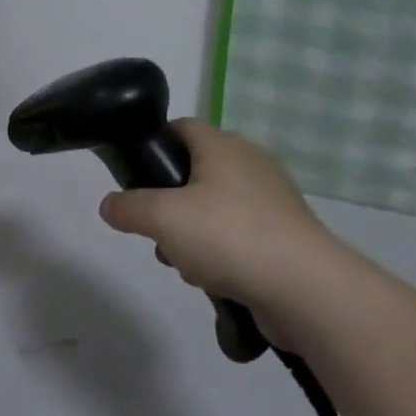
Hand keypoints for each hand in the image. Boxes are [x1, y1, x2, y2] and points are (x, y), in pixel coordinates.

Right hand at [99, 121, 355, 308]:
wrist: (305, 289)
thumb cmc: (228, 236)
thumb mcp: (162, 218)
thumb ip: (128, 207)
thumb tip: (110, 205)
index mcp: (223, 146)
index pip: (182, 126)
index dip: (155, 143)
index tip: (135, 174)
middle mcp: (250, 164)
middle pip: (195, 172)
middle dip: (169, 203)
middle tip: (155, 229)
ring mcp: (272, 200)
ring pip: (214, 208)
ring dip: (191, 234)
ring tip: (183, 263)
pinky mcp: (284, 236)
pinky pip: (238, 235)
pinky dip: (220, 252)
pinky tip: (212, 279)